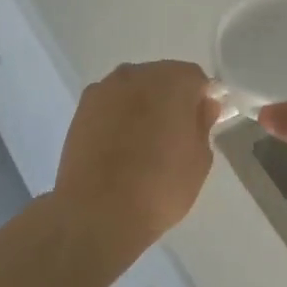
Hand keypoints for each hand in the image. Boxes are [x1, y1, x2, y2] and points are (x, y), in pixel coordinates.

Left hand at [52, 61, 220, 264]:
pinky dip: (118, 115)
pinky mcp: (82, 108)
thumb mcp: (199, 161)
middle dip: (171, 98)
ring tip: (144, 141)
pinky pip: (111, 103)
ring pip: (134, 88)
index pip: (195, 77)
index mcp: (172, 81)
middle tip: (174, 133)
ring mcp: (105, 89)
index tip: (203, 122)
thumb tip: (204, 105)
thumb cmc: (159, 187)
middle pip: (162, 77)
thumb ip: (203, 124)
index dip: (202, 98)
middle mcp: (136, 74)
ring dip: (142, 104)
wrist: (97, 212)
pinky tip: (119, 145)